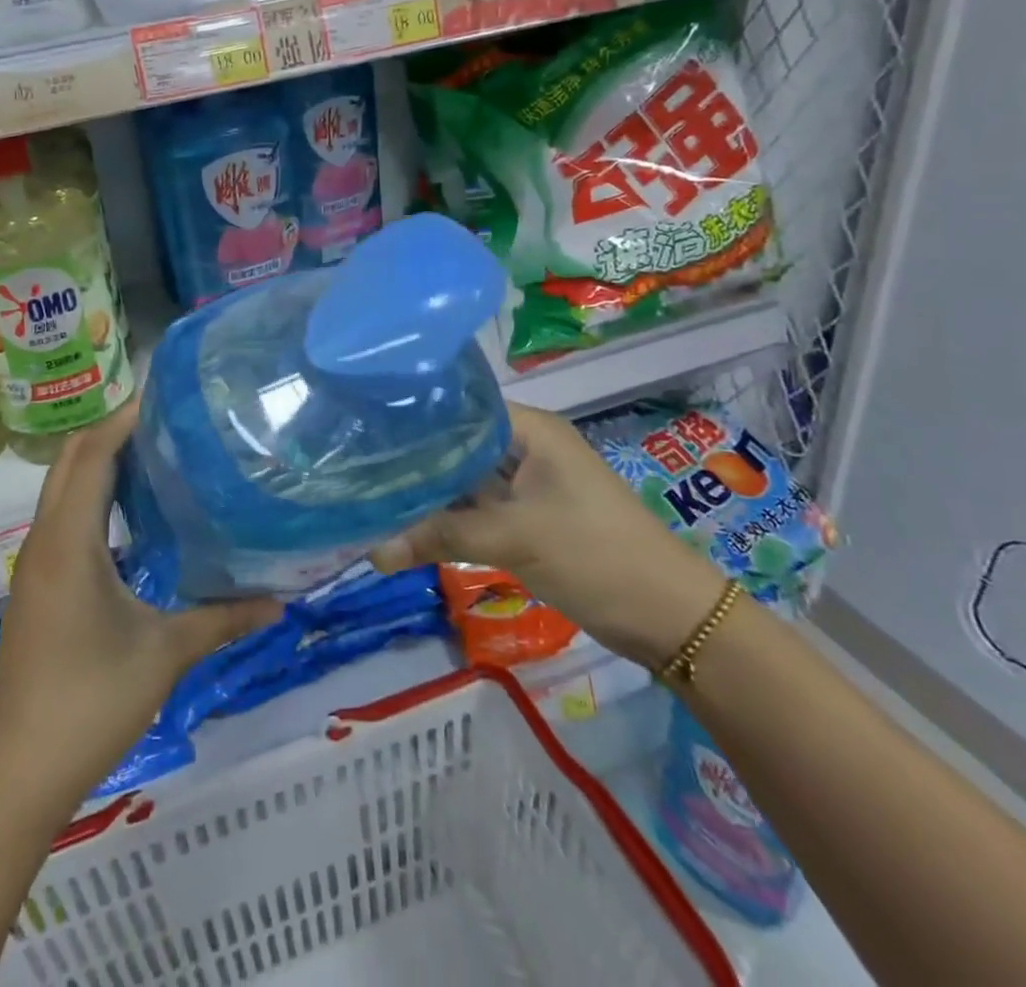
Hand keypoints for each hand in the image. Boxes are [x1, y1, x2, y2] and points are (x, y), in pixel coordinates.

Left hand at [0, 397, 282, 809]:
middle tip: (170, 422)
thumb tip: (281, 600)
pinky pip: (63, 516)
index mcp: (69, 541)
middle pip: (70, 461)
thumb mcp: (165, 654)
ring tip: (158, 454)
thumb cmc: (90, 703)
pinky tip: (133, 512)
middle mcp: (44, 540)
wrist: (19, 773)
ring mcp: (35, 563)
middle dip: (113, 432)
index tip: (168, 399)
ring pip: (63, 488)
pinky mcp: (37, 585)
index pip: (91, 455)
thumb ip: (223, 619)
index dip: (124, 420)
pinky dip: (93, 495)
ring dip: (101, 462)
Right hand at [369, 403, 726, 669]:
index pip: (460, 407)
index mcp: (531, 430)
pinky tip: (406, 524)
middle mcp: (526, 448)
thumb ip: (439, 537)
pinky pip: (476, 510)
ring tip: (370, 492)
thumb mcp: (514, 539)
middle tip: (357, 464)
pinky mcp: (527, 519)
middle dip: (414, 459)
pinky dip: (448, 519)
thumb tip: (371, 552)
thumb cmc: (595, 555)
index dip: (416, 416)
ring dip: (429, 493)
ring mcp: (527, 486)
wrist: (669, 618)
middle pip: (458, 445)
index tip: (366, 428)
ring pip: (465, 480)